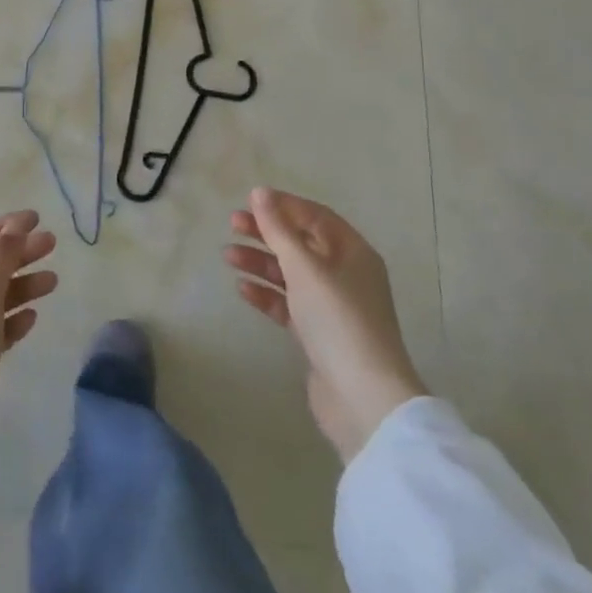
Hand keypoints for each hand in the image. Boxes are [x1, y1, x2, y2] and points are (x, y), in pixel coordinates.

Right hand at [226, 186, 426, 462]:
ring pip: (291, 274)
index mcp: (353, 252)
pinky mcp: (319, 335)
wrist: (363, 400)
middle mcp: (346, 274)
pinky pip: (289, 304)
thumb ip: (279, 229)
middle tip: (233, 224)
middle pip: (301, 243)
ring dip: (261, 262)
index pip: (315, 216)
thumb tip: (259, 193)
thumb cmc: (337, 320)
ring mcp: (333, 306)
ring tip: (228, 256)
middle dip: (267, 233)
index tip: (250, 201)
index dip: (283, 205)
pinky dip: (267, 294)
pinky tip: (243, 289)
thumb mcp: (304, 268)